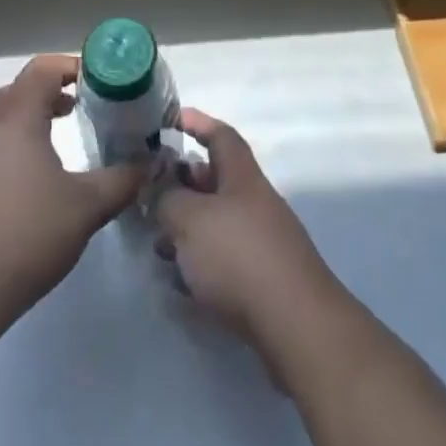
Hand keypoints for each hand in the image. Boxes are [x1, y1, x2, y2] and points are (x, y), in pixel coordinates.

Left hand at [0, 55, 146, 335]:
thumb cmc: (23, 238)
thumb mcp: (85, 209)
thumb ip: (121, 181)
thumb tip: (149, 164)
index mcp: (14, 118)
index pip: (42, 70)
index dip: (70, 68)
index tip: (94, 83)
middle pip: (14, 94)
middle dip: (45, 98)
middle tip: (75, 115)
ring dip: (18, 130)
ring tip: (44, 159)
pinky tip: (8, 199)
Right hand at [153, 109, 343, 360]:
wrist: (295, 325)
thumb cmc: (238, 256)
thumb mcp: (189, 218)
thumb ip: (166, 197)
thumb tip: (158, 187)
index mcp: (242, 177)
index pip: (220, 136)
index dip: (196, 123)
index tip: (170, 119)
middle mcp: (255, 202)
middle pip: (215, 181)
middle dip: (181, 184)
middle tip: (150, 194)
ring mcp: (261, 241)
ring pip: (215, 221)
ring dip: (186, 227)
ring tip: (158, 244)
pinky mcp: (262, 278)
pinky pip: (223, 257)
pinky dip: (199, 261)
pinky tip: (179, 281)